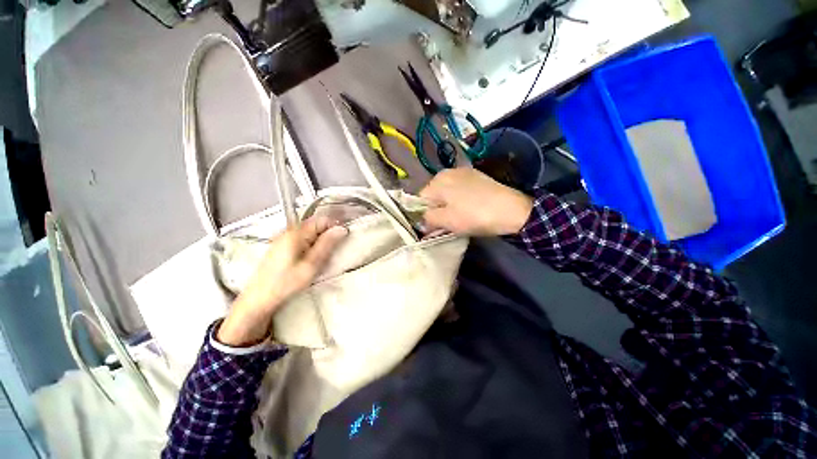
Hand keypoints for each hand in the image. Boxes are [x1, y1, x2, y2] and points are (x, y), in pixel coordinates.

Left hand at [217, 217, 347, 346]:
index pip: (322, 219)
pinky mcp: (282, 246)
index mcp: (296, 233)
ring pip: (310, 233)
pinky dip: (311, 246)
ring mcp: (284, 238)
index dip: (334, 227)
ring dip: (320, 242)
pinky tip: (311, 260)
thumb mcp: (311, 265)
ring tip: (321, 259)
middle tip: (331, 253)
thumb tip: (341, 229)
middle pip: (316, 225)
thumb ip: (326, 245)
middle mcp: (289, 231)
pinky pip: (303, 240)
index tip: (341, 240)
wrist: (258, 299)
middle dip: (327, 236)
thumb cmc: (285, 283)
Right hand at [420, 168, 533, 236]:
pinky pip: (459, 190)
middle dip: (436, 210)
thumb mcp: (446, 221)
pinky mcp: (476, 177)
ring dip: (448, 206)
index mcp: (438, 180)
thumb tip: (422, 221)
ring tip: (459, 217)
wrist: (511, 210)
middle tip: (446, 223)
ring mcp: (464, 173)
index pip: (420, 199)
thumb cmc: (473, 215)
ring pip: (446, 193)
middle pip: (433, 195)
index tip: (433, 227)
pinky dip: (459, 200)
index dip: (424, 215)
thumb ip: (428, 219)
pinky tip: (468, 208)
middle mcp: (448, 172)